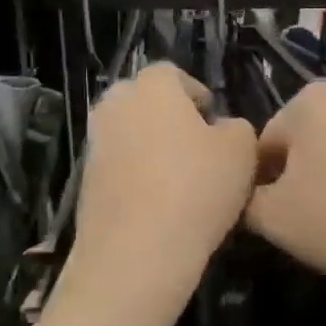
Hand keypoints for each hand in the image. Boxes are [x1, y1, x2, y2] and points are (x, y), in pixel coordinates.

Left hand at [70, 64, 259, 302]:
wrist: (136, 251)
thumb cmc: (196, 188)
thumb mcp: (242, 151)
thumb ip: (236, 127)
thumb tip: (222, 128)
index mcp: (152, 86)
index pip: (173, 74)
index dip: (197, 95)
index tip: (214, 123)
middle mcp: (116, 104)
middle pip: (145, 101)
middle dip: (169, 118)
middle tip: (197, 149)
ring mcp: (95, 143)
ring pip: (129, 134)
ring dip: (150, 148)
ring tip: (179, 181)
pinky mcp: (84, 180)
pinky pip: (117, 166)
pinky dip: (134, 176)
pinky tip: (157, 205)